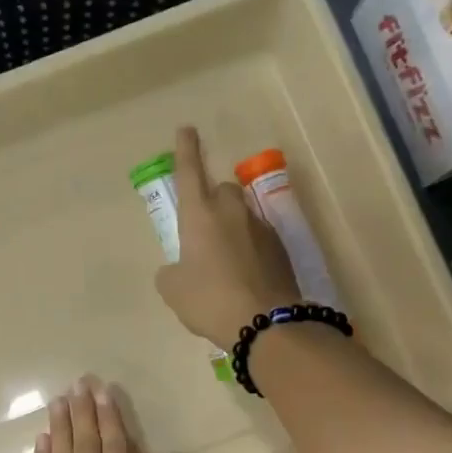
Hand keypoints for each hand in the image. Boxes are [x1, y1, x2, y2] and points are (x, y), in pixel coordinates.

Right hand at [154, 126, 300, 348]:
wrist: (265, 323)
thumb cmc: (209, 300)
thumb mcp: (173, 290)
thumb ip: (171, 272)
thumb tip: (177, 269)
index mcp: (199, 215)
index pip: (189, 171)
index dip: (186, 149)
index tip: (186, 129)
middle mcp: (231, 212)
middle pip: (222, 191)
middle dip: (214, 200)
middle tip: (205, 229)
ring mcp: (261, 228)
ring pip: (243, 215)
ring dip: (233, 227)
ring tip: (225, 260)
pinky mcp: (281, 248)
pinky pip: (259, 239)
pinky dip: (250, 248)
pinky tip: (245, 275)